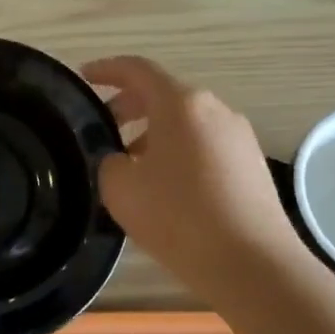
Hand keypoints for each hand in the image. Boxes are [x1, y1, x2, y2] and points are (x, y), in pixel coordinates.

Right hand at [82, 55, 300, 295]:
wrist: (252, 263)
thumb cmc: (178, 216)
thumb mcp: (120, 188)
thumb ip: (110, 162)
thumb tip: (121, 160)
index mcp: (181, 104)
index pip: (136, 70)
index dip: (105, 70)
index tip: (82, 78)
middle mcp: (215, 110)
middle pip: (163, 95)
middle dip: (128, 106)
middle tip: (101, 127)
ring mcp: (239, 137)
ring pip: (185, 122)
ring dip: (153, 133)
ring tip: (129, 165)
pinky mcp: (251, 165)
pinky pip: (204, 146)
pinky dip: (177, 152)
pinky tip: (164, 187)